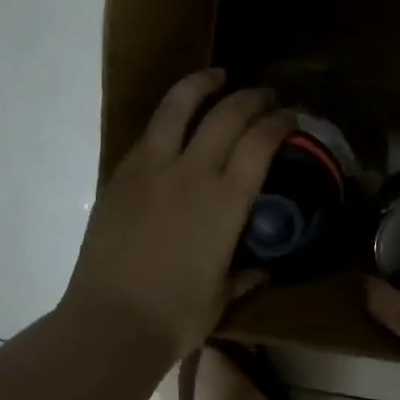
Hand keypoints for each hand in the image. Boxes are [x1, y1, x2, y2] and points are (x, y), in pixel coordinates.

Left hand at [64, 69, 292, 360]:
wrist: (110, 323)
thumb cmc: (176, 316)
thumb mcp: (222, 295)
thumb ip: (246, 274)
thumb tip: (264, 267)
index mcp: (225, 200)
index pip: (260, 141)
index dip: (279, 122)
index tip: (289, 117)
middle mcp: (192, 172)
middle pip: (227, 113)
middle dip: (252, 97)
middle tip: (264, 96)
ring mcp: (151, 168)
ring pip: (178, 106)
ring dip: (202, 84)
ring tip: (217, 77)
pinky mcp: (121, 174)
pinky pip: (150, 133)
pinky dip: (170, 117)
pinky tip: (176, 121)